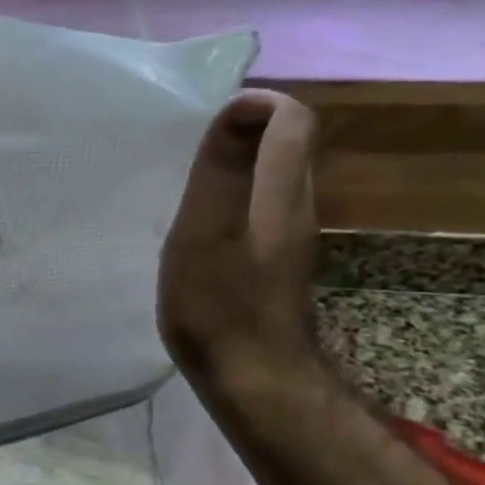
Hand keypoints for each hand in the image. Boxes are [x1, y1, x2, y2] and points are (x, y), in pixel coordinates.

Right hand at [159, 89, 319, 385]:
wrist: (253, 379)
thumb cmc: (219, 302)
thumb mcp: (206, 229)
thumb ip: (221, 169)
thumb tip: (241, 107)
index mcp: (282, 192)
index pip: (292, 120)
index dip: (255, 105)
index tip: (208, 122)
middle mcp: (296, 206)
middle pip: (285, 145)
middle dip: (241, 131)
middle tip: (190, 150)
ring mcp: (289, 237)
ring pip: (271, 177)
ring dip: (235, 166)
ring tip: (188, 184)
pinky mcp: (275, 262)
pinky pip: (259, 207)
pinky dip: (232, 199)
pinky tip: (199, 227)